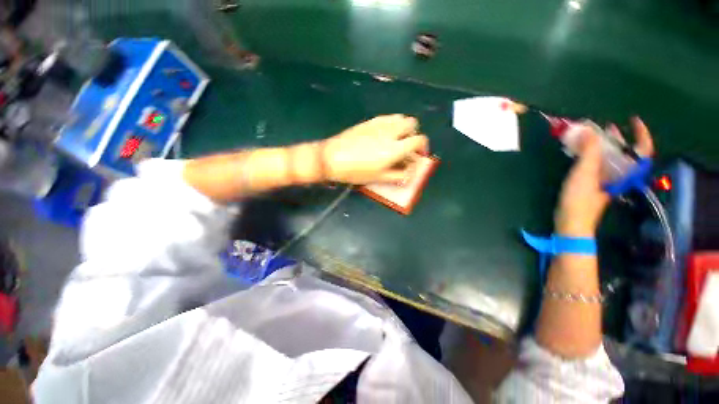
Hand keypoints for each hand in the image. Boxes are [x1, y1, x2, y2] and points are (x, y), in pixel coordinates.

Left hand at [322, 114, 428, 184]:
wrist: (331, 158)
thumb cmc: (355, 171)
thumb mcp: (378, 178)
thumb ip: (398, 175)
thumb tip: (409, 173)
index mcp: (394, 148)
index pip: (419, 140)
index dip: (423, 147)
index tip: (418, 155)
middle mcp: (390, 132)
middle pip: (412, 123)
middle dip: (414, 134)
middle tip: (406, 147)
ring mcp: (379, 124)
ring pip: (400, 117)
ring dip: (403, 127)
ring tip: (396, 140)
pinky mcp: (369, 121)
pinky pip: (387, 117)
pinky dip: (392, 124)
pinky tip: (383, 135)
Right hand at [555, 117, 653, 236]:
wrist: (571, 223)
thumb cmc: (580, 201)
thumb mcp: (584, 174)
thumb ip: (589, 152)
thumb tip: (590, 130)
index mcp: (623, 173)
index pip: (641, 151)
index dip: (640, 134)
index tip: (632, 120)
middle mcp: (618, 175)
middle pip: (624, 153)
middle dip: (616, 138)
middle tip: (604, 126)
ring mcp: (605, 181)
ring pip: (609, 159)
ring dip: (601, 146)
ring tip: (589, 136)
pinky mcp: (592, 185)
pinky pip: (597, 165)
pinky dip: (590, 155)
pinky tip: (579, 153)